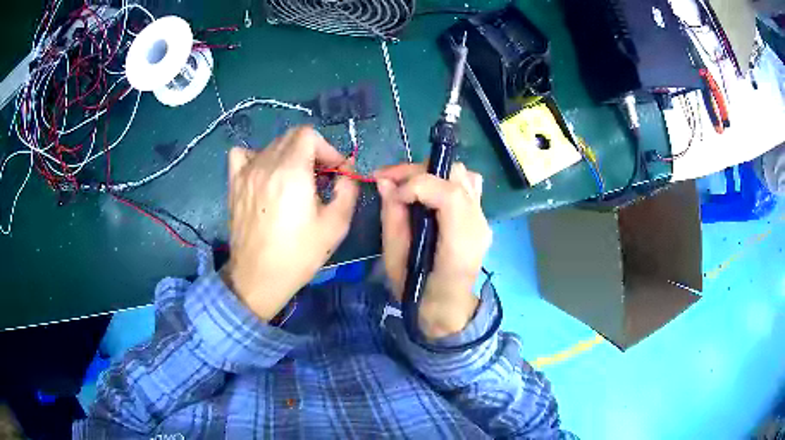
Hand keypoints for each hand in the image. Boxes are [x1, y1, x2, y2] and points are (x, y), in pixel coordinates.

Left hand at [222, 126, 358, 320]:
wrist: (259, 277)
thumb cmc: (299, 254)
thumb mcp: (336, 224)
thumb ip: (347, 189)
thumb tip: (347, 169)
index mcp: (291, 171)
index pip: (308, 135)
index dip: (327, 149)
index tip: (335, 172)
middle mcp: (266, 164)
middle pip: (291, 137)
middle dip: (312, 151)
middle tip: (320, 178)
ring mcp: (246, 172)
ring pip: (271, 146)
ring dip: (289, 155)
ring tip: (295, 180)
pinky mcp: (234, 183)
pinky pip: (242, 154)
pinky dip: (256, 156)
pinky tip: (264, 173)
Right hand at [374, 162, 491, 338]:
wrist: (447, 309)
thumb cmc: (418, 292)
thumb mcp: (395, 261)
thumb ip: (392, 219)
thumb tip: (385, 183)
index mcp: (460, 243)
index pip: (449, 194)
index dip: (416, 184)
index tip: (390, 193)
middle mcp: (478, 225)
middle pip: (456, 177)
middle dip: (419, 172)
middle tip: (391, 181)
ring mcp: (483, 220)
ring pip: (464, 175)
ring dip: (433, 173)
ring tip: (408, 185)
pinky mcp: (479, 218)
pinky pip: (468, 185)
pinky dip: (447, 180)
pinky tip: (430, 193)